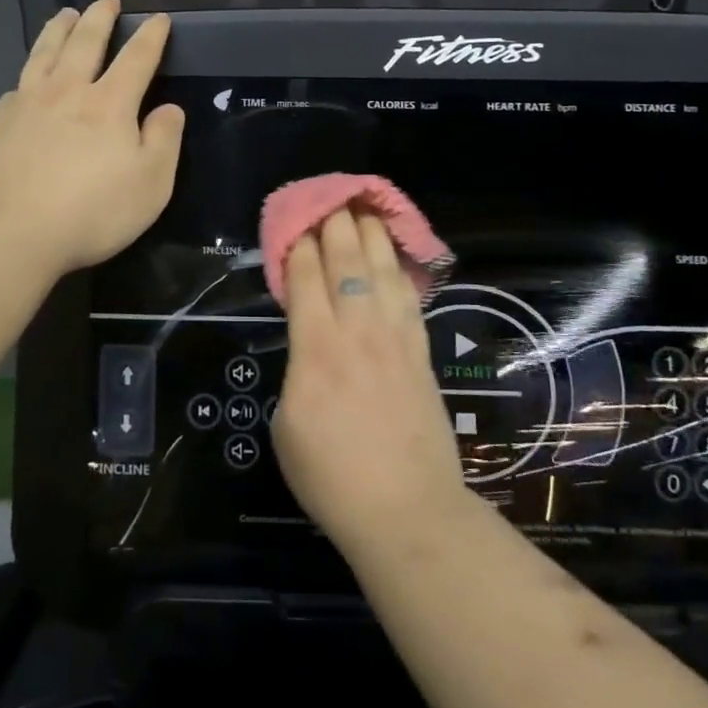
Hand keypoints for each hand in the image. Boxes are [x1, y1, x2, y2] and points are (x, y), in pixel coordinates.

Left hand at [0, 0, 184, 274]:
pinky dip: (26, 75)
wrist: (8, 232)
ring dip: (59, 30)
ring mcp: (28, 106)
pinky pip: (16, 87)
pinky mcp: (0, 126)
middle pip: (85, 43)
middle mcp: (68, 92)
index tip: (159, 18)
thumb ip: (163, 141)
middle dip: (100, 18)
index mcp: (110, 104)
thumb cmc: (91, 211)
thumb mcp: (150, 184)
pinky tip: (25, 80)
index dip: (151, 37)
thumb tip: (169, 109)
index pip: (137, 59)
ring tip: (65, 13)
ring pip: (45, 54)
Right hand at [270, 207, 469, 558]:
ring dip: (372, 233)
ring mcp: (395, 338)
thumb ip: (296, 371)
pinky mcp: (421, 352)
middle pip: (347, 260)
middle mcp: (357, 330)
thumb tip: (308, 348)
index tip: (294, 220)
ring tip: (365, 207)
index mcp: (316, 347)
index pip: (306, 276)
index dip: (300, 243)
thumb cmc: (332, 477)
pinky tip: (396, 255)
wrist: (406, 510)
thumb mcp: (286, 426)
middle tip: (329, 196)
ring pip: (383, 269)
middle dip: (335, 222)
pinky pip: (410, 297)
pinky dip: (401, 268)